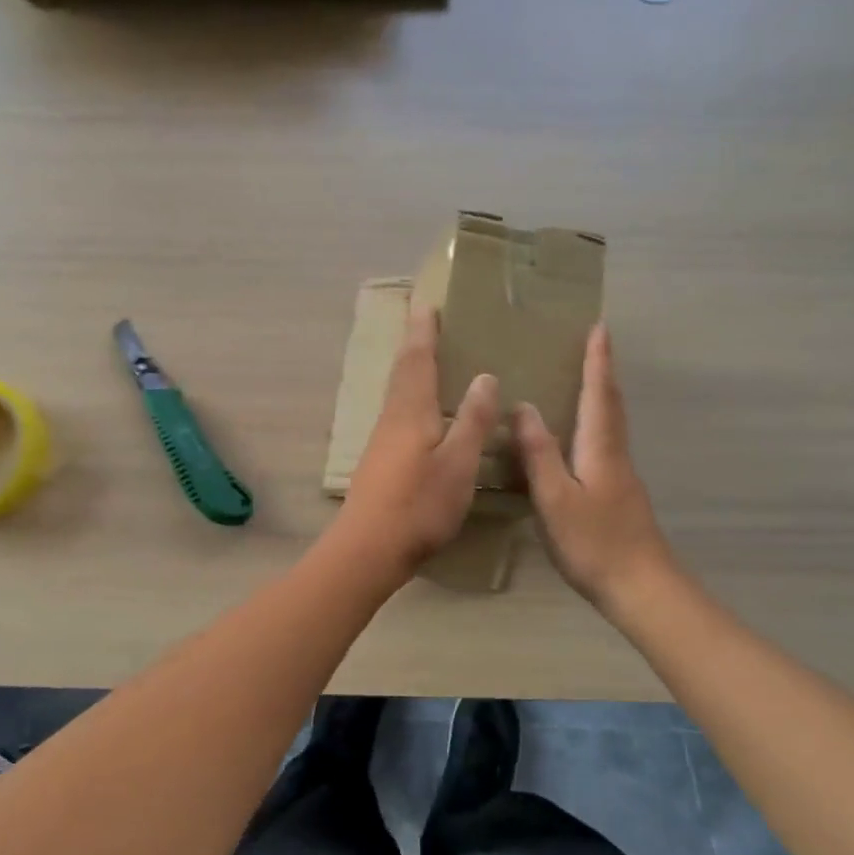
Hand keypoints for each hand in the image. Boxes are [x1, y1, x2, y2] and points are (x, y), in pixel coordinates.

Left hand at [334, 309, 500, 581]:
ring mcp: (381, 442)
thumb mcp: (459, 464)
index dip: (424, 332)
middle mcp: (391, 419)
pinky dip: (410, 397)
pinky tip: (421, 413)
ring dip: (410, 370)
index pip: (418, 360)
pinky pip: (397, 414)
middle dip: (414, 344)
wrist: (368, 550)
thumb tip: (485, 377)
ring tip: (427, 359)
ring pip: (397, 394)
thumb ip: (474, 421)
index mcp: (411, 412)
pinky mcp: (379, 462)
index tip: (427, 304)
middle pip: (402, 373)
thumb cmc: (419, 505)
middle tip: (425, 321)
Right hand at [514, 324, 674, 609]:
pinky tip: (581, 434)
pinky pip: (606, 442)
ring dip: (602, 394)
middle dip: (603, 371)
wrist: (640, 587)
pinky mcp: (619, 493)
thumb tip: (523, 407)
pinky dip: (597, 421)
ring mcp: (621, 475)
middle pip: (612, 404)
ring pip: (612, 423)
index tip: (599, 327)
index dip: (597, 361)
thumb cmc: (594, 543)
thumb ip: (539, 453)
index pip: (599, 394)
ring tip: (586, 378)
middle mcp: (615, 454)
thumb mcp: (556, 499)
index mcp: (600, 449)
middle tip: (595, 343)